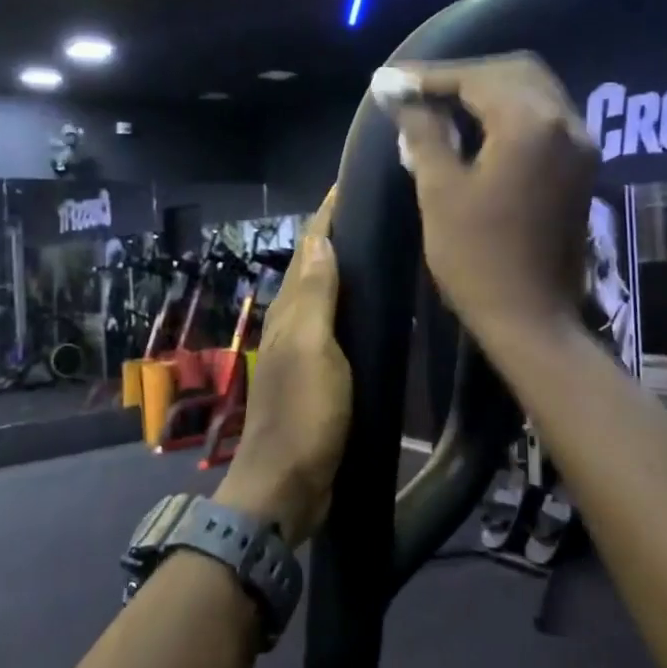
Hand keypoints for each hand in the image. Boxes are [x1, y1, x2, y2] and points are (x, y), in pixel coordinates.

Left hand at [215, 191, 349, 546]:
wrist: (287, 485)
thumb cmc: (303, 414)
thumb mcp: (313, 349)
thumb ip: (316, 296)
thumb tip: (319, 238)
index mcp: (291, 311)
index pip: (309, 248)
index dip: (327, 215)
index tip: (350, 182)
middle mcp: (293, 323)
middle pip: (315, 267)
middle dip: (337, 233)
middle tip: (376, 207)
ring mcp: (305, 350)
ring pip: (325, 295)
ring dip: (344, 267)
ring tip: (379, 245)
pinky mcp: (319, 375)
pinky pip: (336, 326)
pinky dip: (350, 305)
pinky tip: (372, 308)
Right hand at [378, 54, 595, 341]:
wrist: (530, 319)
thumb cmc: (477, 258)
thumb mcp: (439, 191)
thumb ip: (423, 132)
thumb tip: (400, 95)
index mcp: (530, 124)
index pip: (476, 77)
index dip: (429, 76)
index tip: (389, 81)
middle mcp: (565, 122)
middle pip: (513, 72)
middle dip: (463, 76)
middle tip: (417, 90)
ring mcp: (580, 145)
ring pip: (532, 92)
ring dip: (487, 91)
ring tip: (440, 106)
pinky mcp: (581, 167)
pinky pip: (544, 118)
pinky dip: (509, 112)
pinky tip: (476, 128)